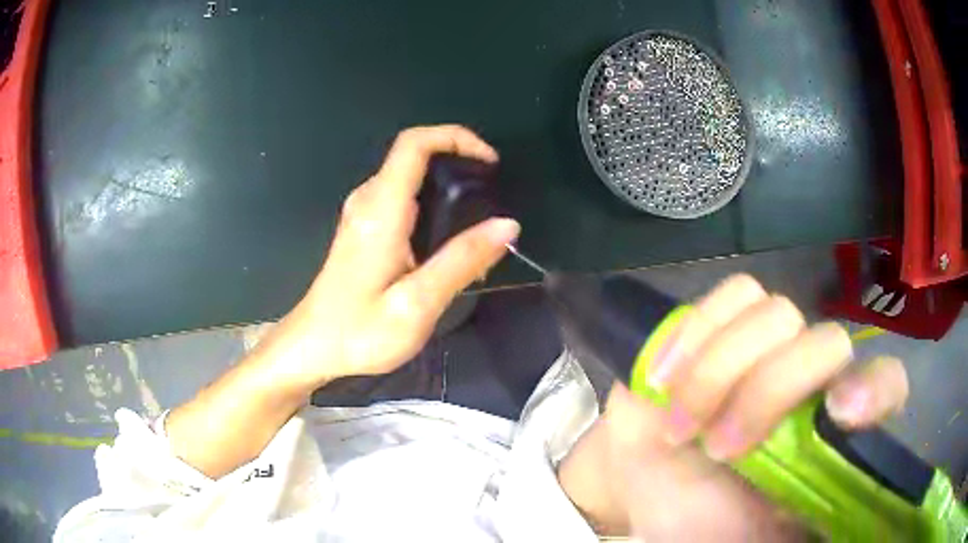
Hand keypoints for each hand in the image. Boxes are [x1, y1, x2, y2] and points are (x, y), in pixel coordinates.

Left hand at [254, 125, 519, 392]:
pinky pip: (403, 197)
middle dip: (459, 161)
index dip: (455, 137)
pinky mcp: (363, 228)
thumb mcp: (416, 304)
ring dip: (447, 184)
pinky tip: (447, 240)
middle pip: (415, 155)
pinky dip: (433, 202)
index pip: (414, 144)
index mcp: (381, 210)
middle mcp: (368, 201)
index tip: (489, 161)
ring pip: (410, 176)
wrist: (313, 347)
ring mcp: (362, 213)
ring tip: (478, 221)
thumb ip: (462, 262)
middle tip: (492, 196)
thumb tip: (508, 225)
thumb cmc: (359, 331)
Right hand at [558, 274, 908, 539]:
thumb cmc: (701, 523)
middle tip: (719, 448)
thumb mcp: (754, 541)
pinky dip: (696, 334)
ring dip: (718, 372)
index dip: (874, 389)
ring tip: (681, 424)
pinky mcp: (725, 323)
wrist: (647, 484)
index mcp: (830, 434)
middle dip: (767, 392)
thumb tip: (825, 530)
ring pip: (776, 312)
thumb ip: (795, 530)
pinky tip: (667, 379)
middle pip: (827, 343)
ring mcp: (772, 344)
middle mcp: (814, 379)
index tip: (840, 413)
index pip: (887, 385)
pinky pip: (732, 295)